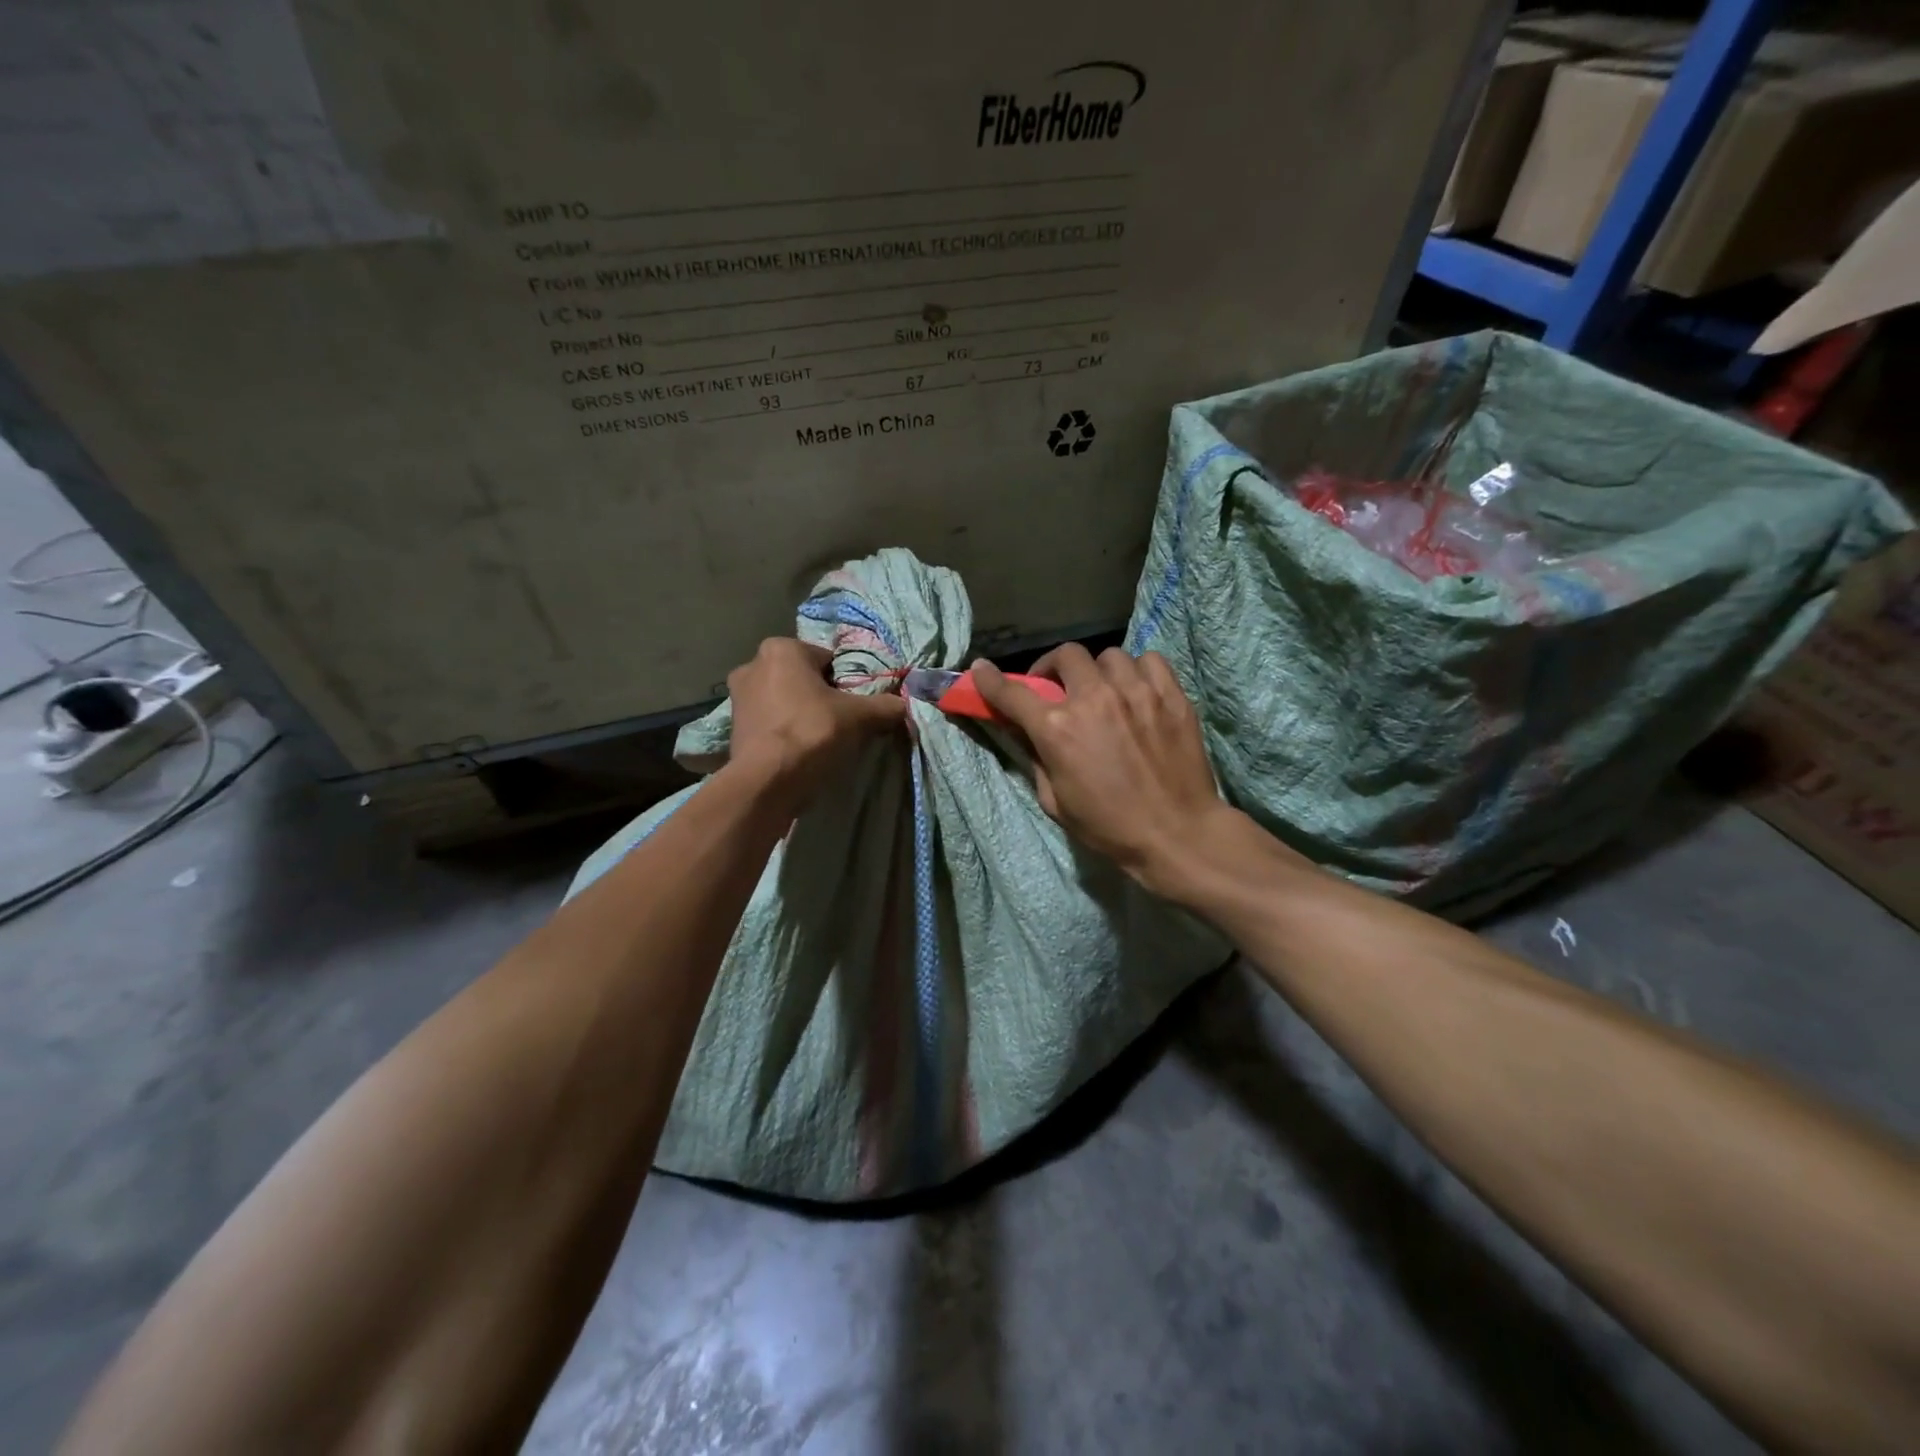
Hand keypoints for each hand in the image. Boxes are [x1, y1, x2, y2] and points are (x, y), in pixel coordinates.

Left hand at [724, 639, 906, 802]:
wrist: (767, 782)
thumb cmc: (811, 733)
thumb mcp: (859, 717)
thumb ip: (885, 706)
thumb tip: (903, 705)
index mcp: (781, 649)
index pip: (828, 660)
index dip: (847, 683)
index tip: (856, 706)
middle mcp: (753, 664)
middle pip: (804, 679)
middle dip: (822, 697)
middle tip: (842, 723)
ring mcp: (738, 697)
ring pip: (786, 701)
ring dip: (802, 715)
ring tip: (822, 741)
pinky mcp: (734, 727)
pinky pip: (771, 722)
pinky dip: (785, 732)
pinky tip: (800, 752)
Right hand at [972, 645, 1233, 895]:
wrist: (1177, 834)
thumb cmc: (1109, 826)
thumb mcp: (1055, 800)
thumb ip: (1036, 757)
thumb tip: (1023, 729)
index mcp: (1058, 729)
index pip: (1013, 693)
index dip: (991, 680)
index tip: (981, 670)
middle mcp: (1094, 699)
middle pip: (1066, 656)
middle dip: (1054, 668)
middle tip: (1058, 688)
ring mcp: (1136, 692)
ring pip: (1109, 656)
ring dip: (1098, 672)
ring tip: (1104, 692)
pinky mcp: (1171, 695)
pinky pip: (1149, 660)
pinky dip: (1137, 671)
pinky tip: (1137, 691)